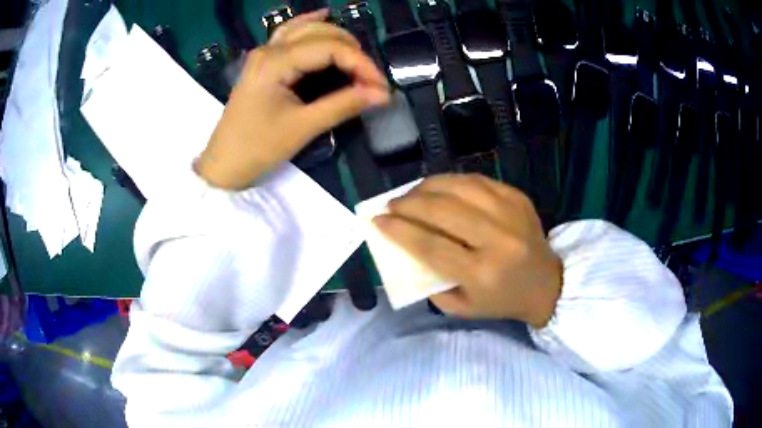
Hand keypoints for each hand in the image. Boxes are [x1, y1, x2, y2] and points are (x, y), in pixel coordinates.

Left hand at [195, 9, 389, 189]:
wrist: (223, 165)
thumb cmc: (258, 148)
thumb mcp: (303, 127)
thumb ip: (343, 105)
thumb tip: (381, 94)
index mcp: (275, 62)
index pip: (330, 49)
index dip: (361, 64)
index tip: (381, 87)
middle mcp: (269, 49)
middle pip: (320, 33)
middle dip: (351, 51)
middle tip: (371, 78)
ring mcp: (263, 53)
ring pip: (306, 29)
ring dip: (335, 37)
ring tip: (357, 56)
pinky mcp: (262, 62)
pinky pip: (289, 34)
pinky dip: (309, 25)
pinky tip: (323, 16)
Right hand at [373, 174, 562, 327]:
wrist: (547, 284)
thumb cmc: (501, 301)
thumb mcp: (461, 307)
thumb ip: (431, 282)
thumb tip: (405, 248)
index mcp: (482, 273)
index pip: (430, 245)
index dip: (399, 230)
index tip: (378, 220)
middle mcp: (497, 239)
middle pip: (442, 210)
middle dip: (409, 203)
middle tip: (392, 204)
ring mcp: (510, 213)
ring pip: (459, 187)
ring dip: (427, 187)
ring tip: (412, 193)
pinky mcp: (518, 197)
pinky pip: (477, 180)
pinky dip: (452, 181)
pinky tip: (440, 188)